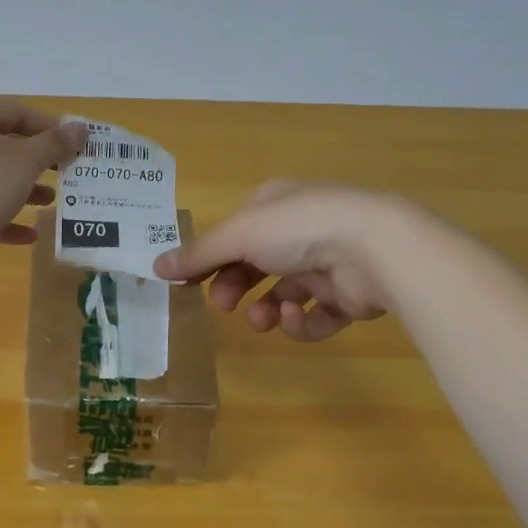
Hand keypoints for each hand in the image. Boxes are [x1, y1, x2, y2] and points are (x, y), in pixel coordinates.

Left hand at [0, 99, 85, 272]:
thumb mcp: (28, 160)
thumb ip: (56, 143)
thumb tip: (81, 129)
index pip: (19, 112)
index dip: (51, 127)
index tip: (76, 145)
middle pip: (8, 143)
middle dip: (40, 160)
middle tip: (68, 171)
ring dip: (27, 188)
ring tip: (52, 201)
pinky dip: (7, 215)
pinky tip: (30, 234)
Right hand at [153, 181, 404, 340]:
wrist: (373, 248)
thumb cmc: (297, 229)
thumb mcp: (238, 235)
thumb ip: (198, 254)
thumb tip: (155, 266)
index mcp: (275, 205)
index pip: (234, 232)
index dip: (210, 257)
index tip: (188, 283)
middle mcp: (301, 230)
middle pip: (256, 264)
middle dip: (235, 286)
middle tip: (223, 305)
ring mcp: (328, 262)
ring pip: (283, 293)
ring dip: (266, 309)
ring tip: (261, 319)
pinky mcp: (349, 295)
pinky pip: (315, 314)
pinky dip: (301, 321)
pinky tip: (294, 317)